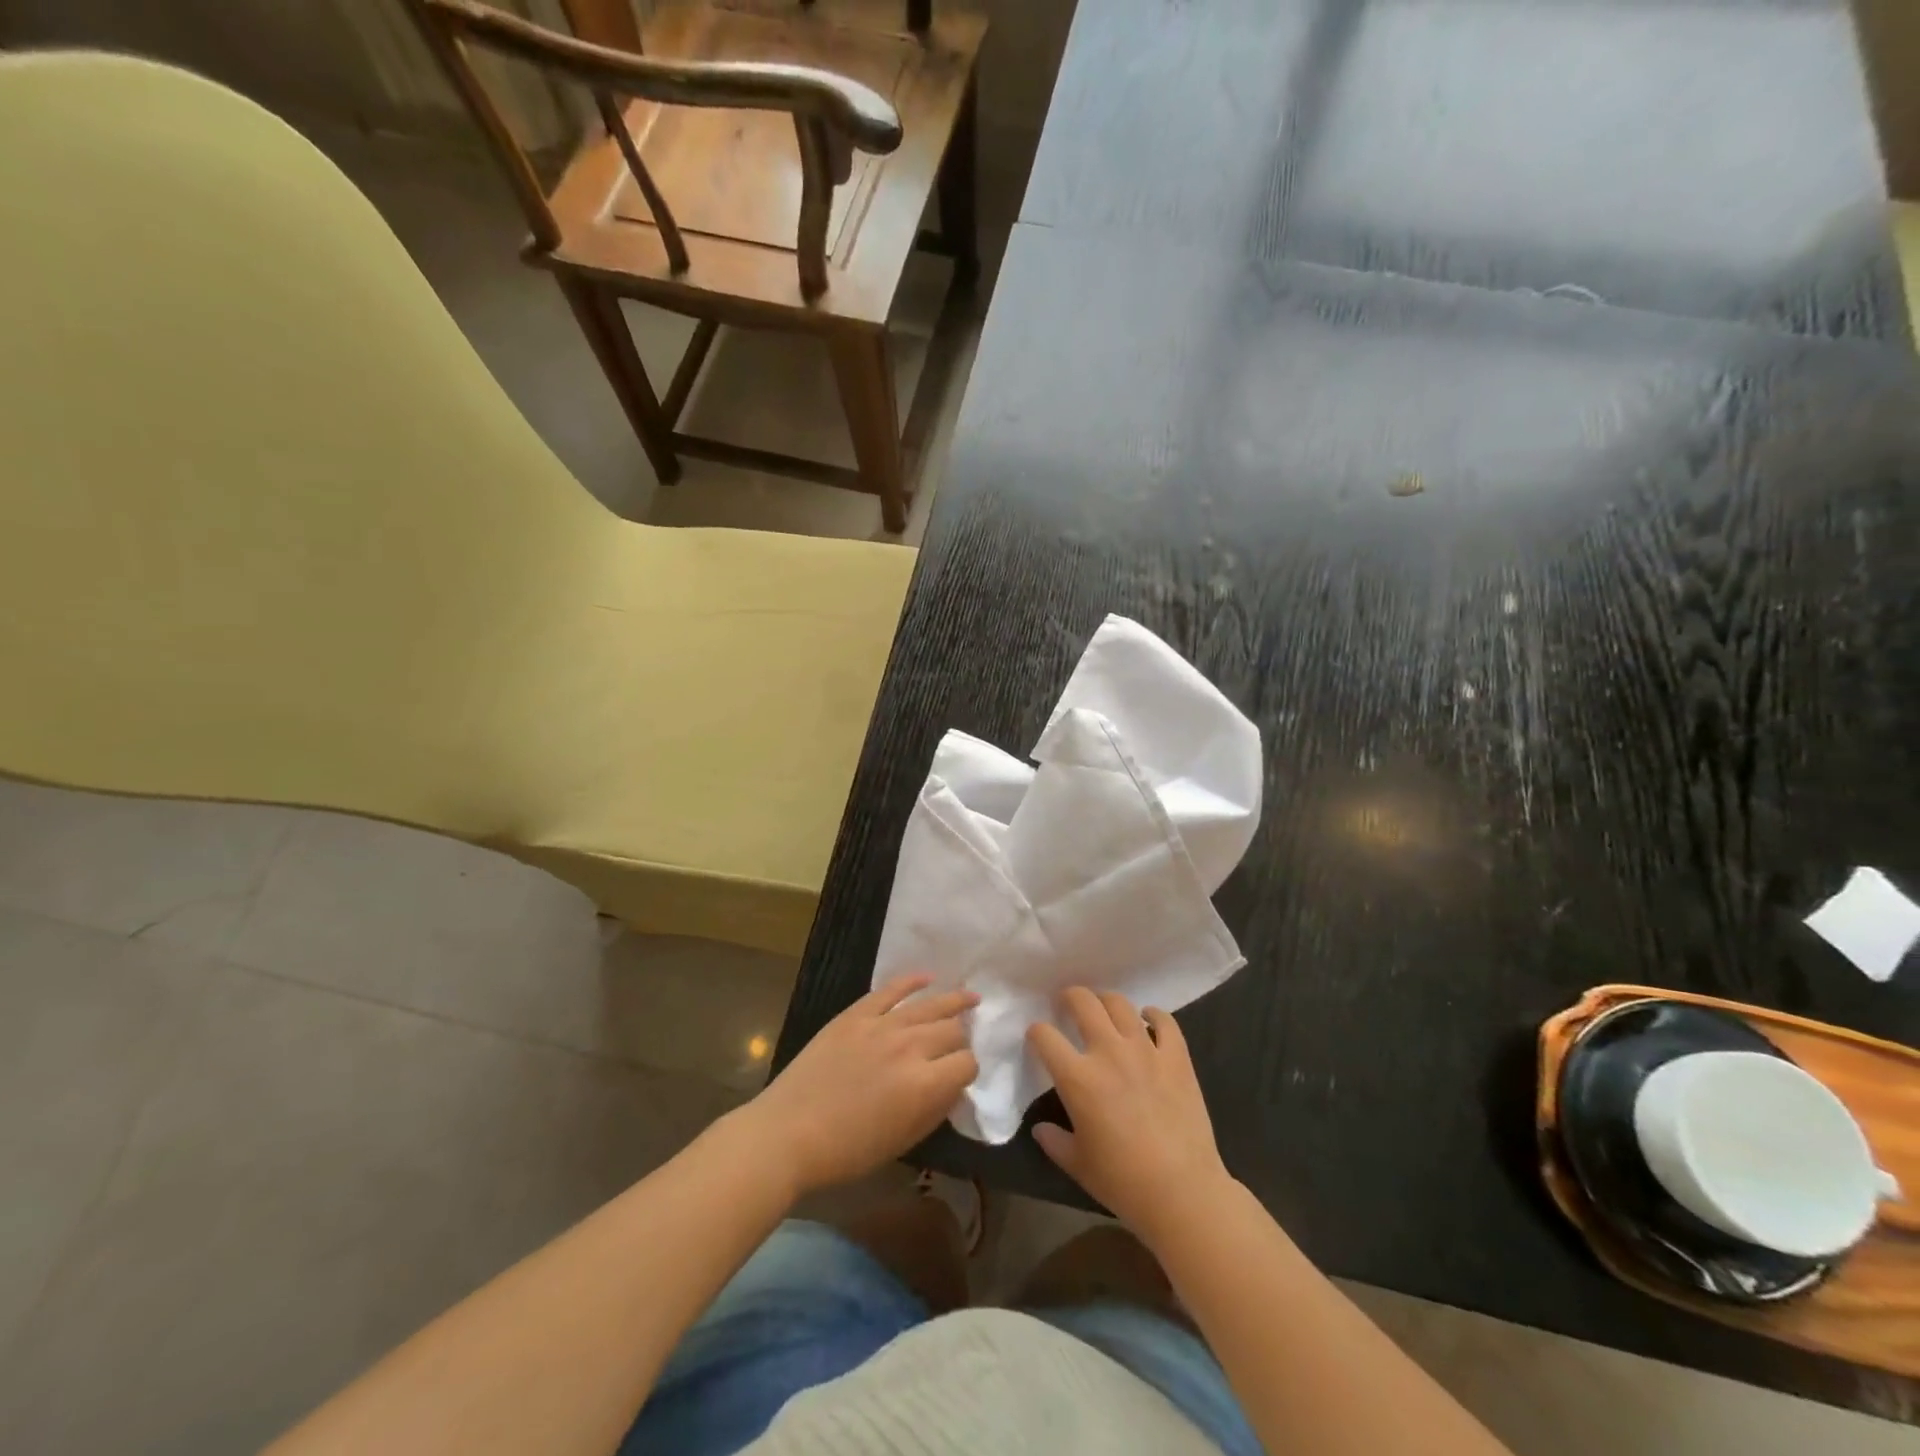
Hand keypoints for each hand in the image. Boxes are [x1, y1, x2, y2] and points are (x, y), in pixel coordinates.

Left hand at [746, 975, 978, 1197]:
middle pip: (952, 1030)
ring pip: (929, 1004)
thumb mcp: (903, 1142)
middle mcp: (910, 1046)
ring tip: (970, 997)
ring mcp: (881, 1024)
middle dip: (961, 1038)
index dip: (969, 1071)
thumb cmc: (847, 1151)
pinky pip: (891, 989)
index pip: (967, 1063)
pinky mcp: (856, 1014)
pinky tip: (927, 977)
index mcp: (924, 1084)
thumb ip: (935, 1110)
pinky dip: (912, 981)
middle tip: (959, 1043)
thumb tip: (952, 1087)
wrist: (788, 1132)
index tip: (961, 1077)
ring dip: (953, 1000)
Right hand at [1028, 988, 1233, 1244]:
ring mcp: (1146, 1050)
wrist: (1182, 1192)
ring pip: (1120, 1004)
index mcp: (1078, 1078)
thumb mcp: (1077, 1164)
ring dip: (1106, 1001)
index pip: (1044, 1036)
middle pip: (1083, 1002)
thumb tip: (1040, 1128)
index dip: (1036, 1032)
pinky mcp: (1176, 1057)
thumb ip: (1054, 1141)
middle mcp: (1109, 1052)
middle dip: (1069, 997)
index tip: (1038, 1037)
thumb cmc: (1123, 1182)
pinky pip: (1165, 1021)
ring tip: (1104, 1010)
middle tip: (1067, 1004)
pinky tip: (1147, 1021)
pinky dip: (1153, 1015)